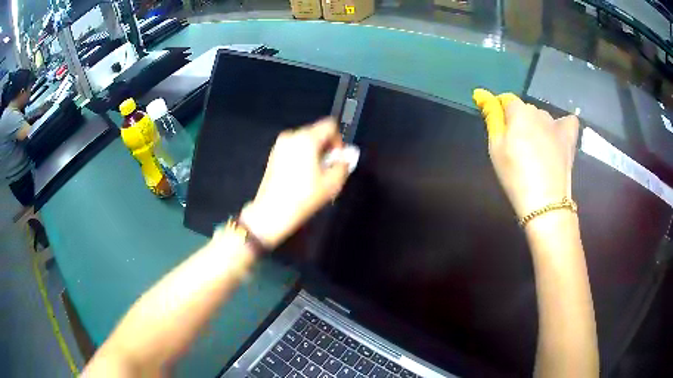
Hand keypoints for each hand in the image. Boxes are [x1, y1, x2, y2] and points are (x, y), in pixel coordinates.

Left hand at [241, 118, 349, 247]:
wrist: (272, 212)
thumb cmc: (303, 197)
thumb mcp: (332, 183)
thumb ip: (343, 166)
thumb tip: (346, 158)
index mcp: (307, 139)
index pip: (330, 125)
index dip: (338, 140)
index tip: (338, 159)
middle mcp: (292, 136)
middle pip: (317, 132)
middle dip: (326, 148)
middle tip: (328, 169)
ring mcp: (280, 145)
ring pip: (305, 141)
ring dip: (315, 153)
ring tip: (315, 175)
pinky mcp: (274, 155)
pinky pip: (295, 148)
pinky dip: (302, 157)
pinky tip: (302, 176)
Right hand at [473, 89, 579, 218]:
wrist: (545, 202)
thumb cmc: (515, 176)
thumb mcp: (496, 149)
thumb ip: (492, 119)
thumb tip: (483, 96)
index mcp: (519, 112)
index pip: (507, 100)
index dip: (501, 112)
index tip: (500, 129)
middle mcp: (539, 112)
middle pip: (525, 110)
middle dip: (519, 121)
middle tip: (516, 146)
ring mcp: (556, 125)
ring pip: (543, 117)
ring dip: (537, 126)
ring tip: (536, 150)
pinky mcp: (569, 138)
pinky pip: (569, 122)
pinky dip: (563, 125)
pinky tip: (558, 136)